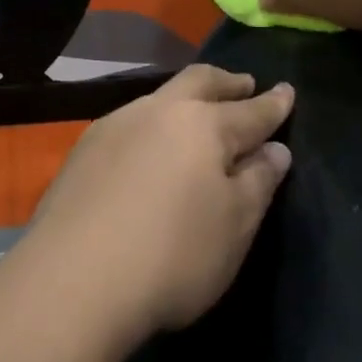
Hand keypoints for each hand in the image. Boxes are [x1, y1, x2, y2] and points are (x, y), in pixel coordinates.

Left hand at [22, 65, 293, 348]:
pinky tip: (150, 147)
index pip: (249, 111)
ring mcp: (115, 125)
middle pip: (199, 82)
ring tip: (197, 113)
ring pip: (160, 97)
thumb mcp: (234, 227)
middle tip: (244, 84)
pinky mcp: (84, 149)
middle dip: (227, 82)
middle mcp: (158, 111)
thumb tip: (274, 150)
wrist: (73, 280)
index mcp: (203, 125)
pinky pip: (131, 122)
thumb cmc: (172, 255)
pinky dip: (153, 124)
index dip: (272, 104)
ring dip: (186, 99)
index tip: (287, 91)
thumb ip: (258, 182)